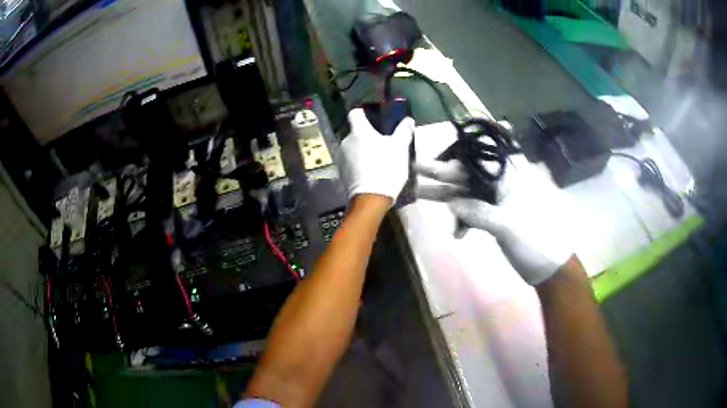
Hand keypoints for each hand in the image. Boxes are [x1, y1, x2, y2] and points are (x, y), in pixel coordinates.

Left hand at [340, 109, 414, 203]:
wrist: (371, 198)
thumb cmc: (386, 167)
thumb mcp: (400, 148)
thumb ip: (403, 131)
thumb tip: (408, 120)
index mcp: (359, 131)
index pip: (355, 114)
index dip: (363, 114)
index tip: (373, 119)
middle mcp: (346, 142)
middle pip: (355, 133)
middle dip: (366, 136)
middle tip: (382, 143)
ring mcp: (341, 158)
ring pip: (352, 148)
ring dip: (362, 151)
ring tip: (377, 160)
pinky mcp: (342, 173)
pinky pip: (351, 162)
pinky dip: (359, 163)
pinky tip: (370, 172)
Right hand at [416, 155, 573, 285]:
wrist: (548, 268)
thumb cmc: (535, 241)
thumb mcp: (507, 226)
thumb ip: (478, 212)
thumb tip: (451, 202)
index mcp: (511, 177)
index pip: (482, 157)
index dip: (459, 152)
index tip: (437, 150)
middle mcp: (502, 184)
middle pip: (469, 173)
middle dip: (444, 173)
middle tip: (417, 167)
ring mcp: (497, 200)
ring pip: (468, 192)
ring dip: (446, 195)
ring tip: (417, 192)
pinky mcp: (493, 216)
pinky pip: (472, 211)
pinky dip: (462, 219)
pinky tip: (456, 232)